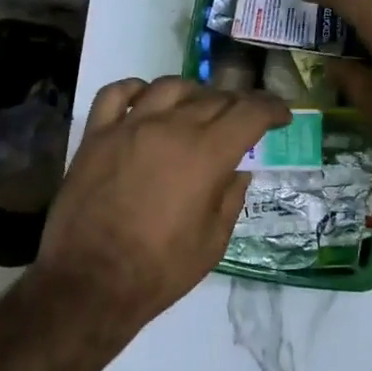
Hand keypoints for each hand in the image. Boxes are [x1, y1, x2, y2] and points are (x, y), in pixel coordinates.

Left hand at [35, 76, 289, 325]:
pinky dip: (136, 89)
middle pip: (214, 97)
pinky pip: (116, 93)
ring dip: (193, 93)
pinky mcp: (96, 135)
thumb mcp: (214, 241)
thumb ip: (230, 197)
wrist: (89, 283)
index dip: (272, 109)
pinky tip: (145, 101)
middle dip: (238, 104)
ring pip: (170, 87)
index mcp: (207, 154)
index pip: (250, 112)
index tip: (282, 117)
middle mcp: (171, 127)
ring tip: (198, 108)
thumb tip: (237, 169)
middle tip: (244, 119)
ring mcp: (129, 127)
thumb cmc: (159, 270)